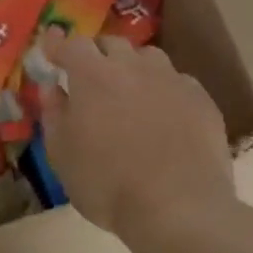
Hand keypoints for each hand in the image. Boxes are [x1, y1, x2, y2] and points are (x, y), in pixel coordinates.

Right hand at [36, 36, 235, 238]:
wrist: (179, 208)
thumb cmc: (107, 184)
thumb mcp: (62, 155)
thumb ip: (54, 114)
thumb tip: (52, 87)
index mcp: (92, 76)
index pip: (71, 45)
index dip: (57, 44)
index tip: (50, 46)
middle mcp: (132, 67)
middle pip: (111, 44)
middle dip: (96, 54)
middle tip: (89, 76)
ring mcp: (171, 80)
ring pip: (148, 58)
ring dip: (132, 67)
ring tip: (129, 91)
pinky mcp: (202, 100)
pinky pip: (177, 82)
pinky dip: (164, 90)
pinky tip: (164, 114)